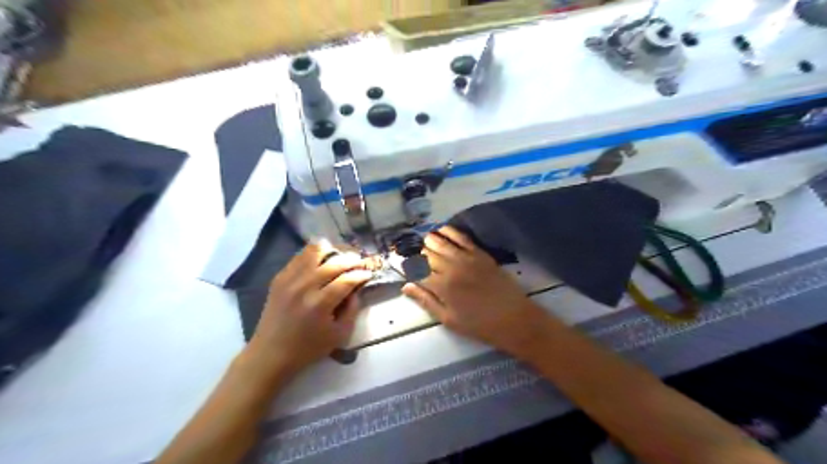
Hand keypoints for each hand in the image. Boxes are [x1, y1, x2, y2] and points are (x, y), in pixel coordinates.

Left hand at [245, 243, 375, 376]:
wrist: (270, 353)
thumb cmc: (308, 348)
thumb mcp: (339, 335)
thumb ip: (353, 309)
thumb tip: (357, 289)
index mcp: (320, 304)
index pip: (347, 280)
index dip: (361, 274)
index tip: (369, 274)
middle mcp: (304, 287)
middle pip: (334, 262)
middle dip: (352, 260)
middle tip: (360, 262)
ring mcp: (289, 279)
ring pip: (315, 251)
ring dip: (333, 251)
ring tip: (341, 256)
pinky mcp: (279, 278)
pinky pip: (300, 256)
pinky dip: (314, 254)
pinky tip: (323, 259)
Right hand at [400, 226, 546, 356]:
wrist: (514, 319)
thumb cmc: (479, 325)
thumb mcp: (448, 319)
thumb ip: (426, 301)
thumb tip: (406, 286)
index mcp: (441, 287)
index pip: (416, 271)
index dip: (405, 267)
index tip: (398, 264)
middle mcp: (451, 268)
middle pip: (426, 254)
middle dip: (415, 253)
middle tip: (409, 253)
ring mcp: (466, 258)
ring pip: (440, 242)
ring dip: (428, 240)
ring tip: (421, 241)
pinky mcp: (480, 253)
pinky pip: (461, 237)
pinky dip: (448, 231)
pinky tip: (441, 229)